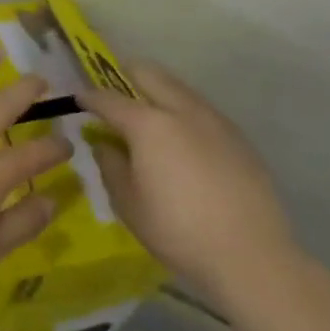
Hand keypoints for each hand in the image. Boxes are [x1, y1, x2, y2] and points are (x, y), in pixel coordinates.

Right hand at [79, 64, 301, 318]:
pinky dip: (182, 112)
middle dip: (124, 76)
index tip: (77, 99)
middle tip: (112, 97)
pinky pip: (201, 110)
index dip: (88, 96)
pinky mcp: (238, 138)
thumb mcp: (127, 202)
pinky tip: (181, 141)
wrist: (252, 257)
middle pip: (148, 73)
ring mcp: (214, 121)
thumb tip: (104, 143)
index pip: (108, 98)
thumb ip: (110, 164)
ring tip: (147, 118)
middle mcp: (181, 110)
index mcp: (148, 124)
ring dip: (156, 92)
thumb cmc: (178, 230)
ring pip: (178, 88)